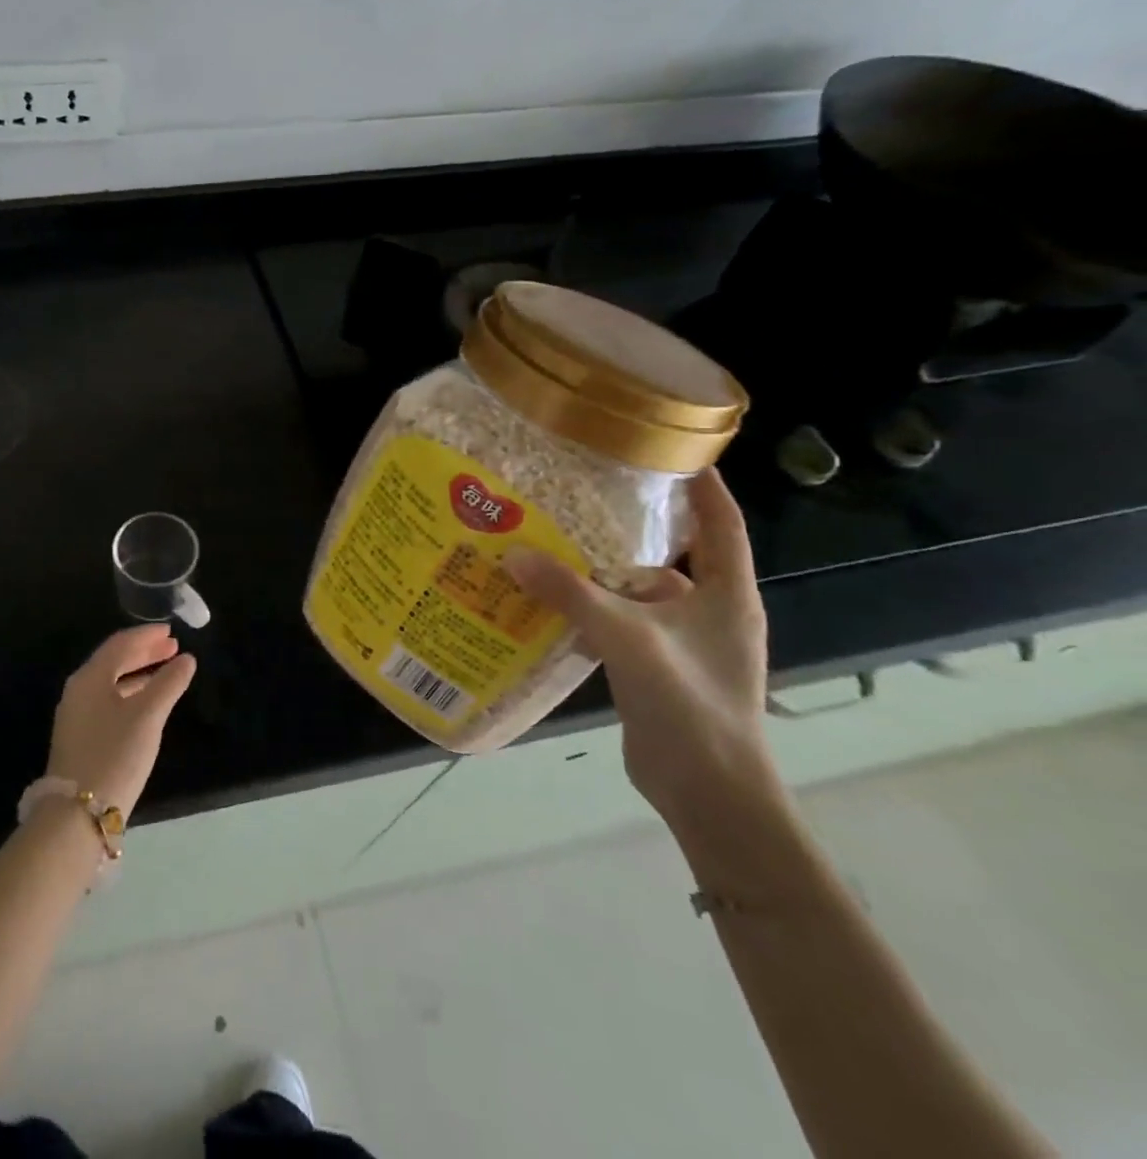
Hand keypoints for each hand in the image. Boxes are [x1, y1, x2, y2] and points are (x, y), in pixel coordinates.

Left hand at [44, 625, 196, 816]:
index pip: (120, 643)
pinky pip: (108, 701)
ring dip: (139, 673)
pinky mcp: (80, 737)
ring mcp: (76, 715)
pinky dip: (130, 693)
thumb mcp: (148, 716)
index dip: (146, 635)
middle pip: (113, 661)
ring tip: (167, 671)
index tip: (171, 631)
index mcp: (90, 677)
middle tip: (172, 647)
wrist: (77, 814)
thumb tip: (186, 659)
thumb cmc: (115, 754)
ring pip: (111, 682)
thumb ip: (169, 683)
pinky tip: (147, 703)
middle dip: (144, 652)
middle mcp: (79, 690)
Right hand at [502, 468, 778, 830]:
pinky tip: (548, 600)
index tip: (667, 448)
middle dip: (630, 525)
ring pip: (638, 591)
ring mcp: (682, 642)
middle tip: (581, 494)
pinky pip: (620, 623)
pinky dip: (590, 609)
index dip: (700, 484)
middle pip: (671, 553)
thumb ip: (571, 594)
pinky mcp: (656, 666)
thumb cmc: (689, 703)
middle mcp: (709, 610)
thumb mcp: (628, 638)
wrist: (709, 793)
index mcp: (725, 593)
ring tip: (551, 542)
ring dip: (601, 572)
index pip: (721, 522)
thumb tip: (514, 553)